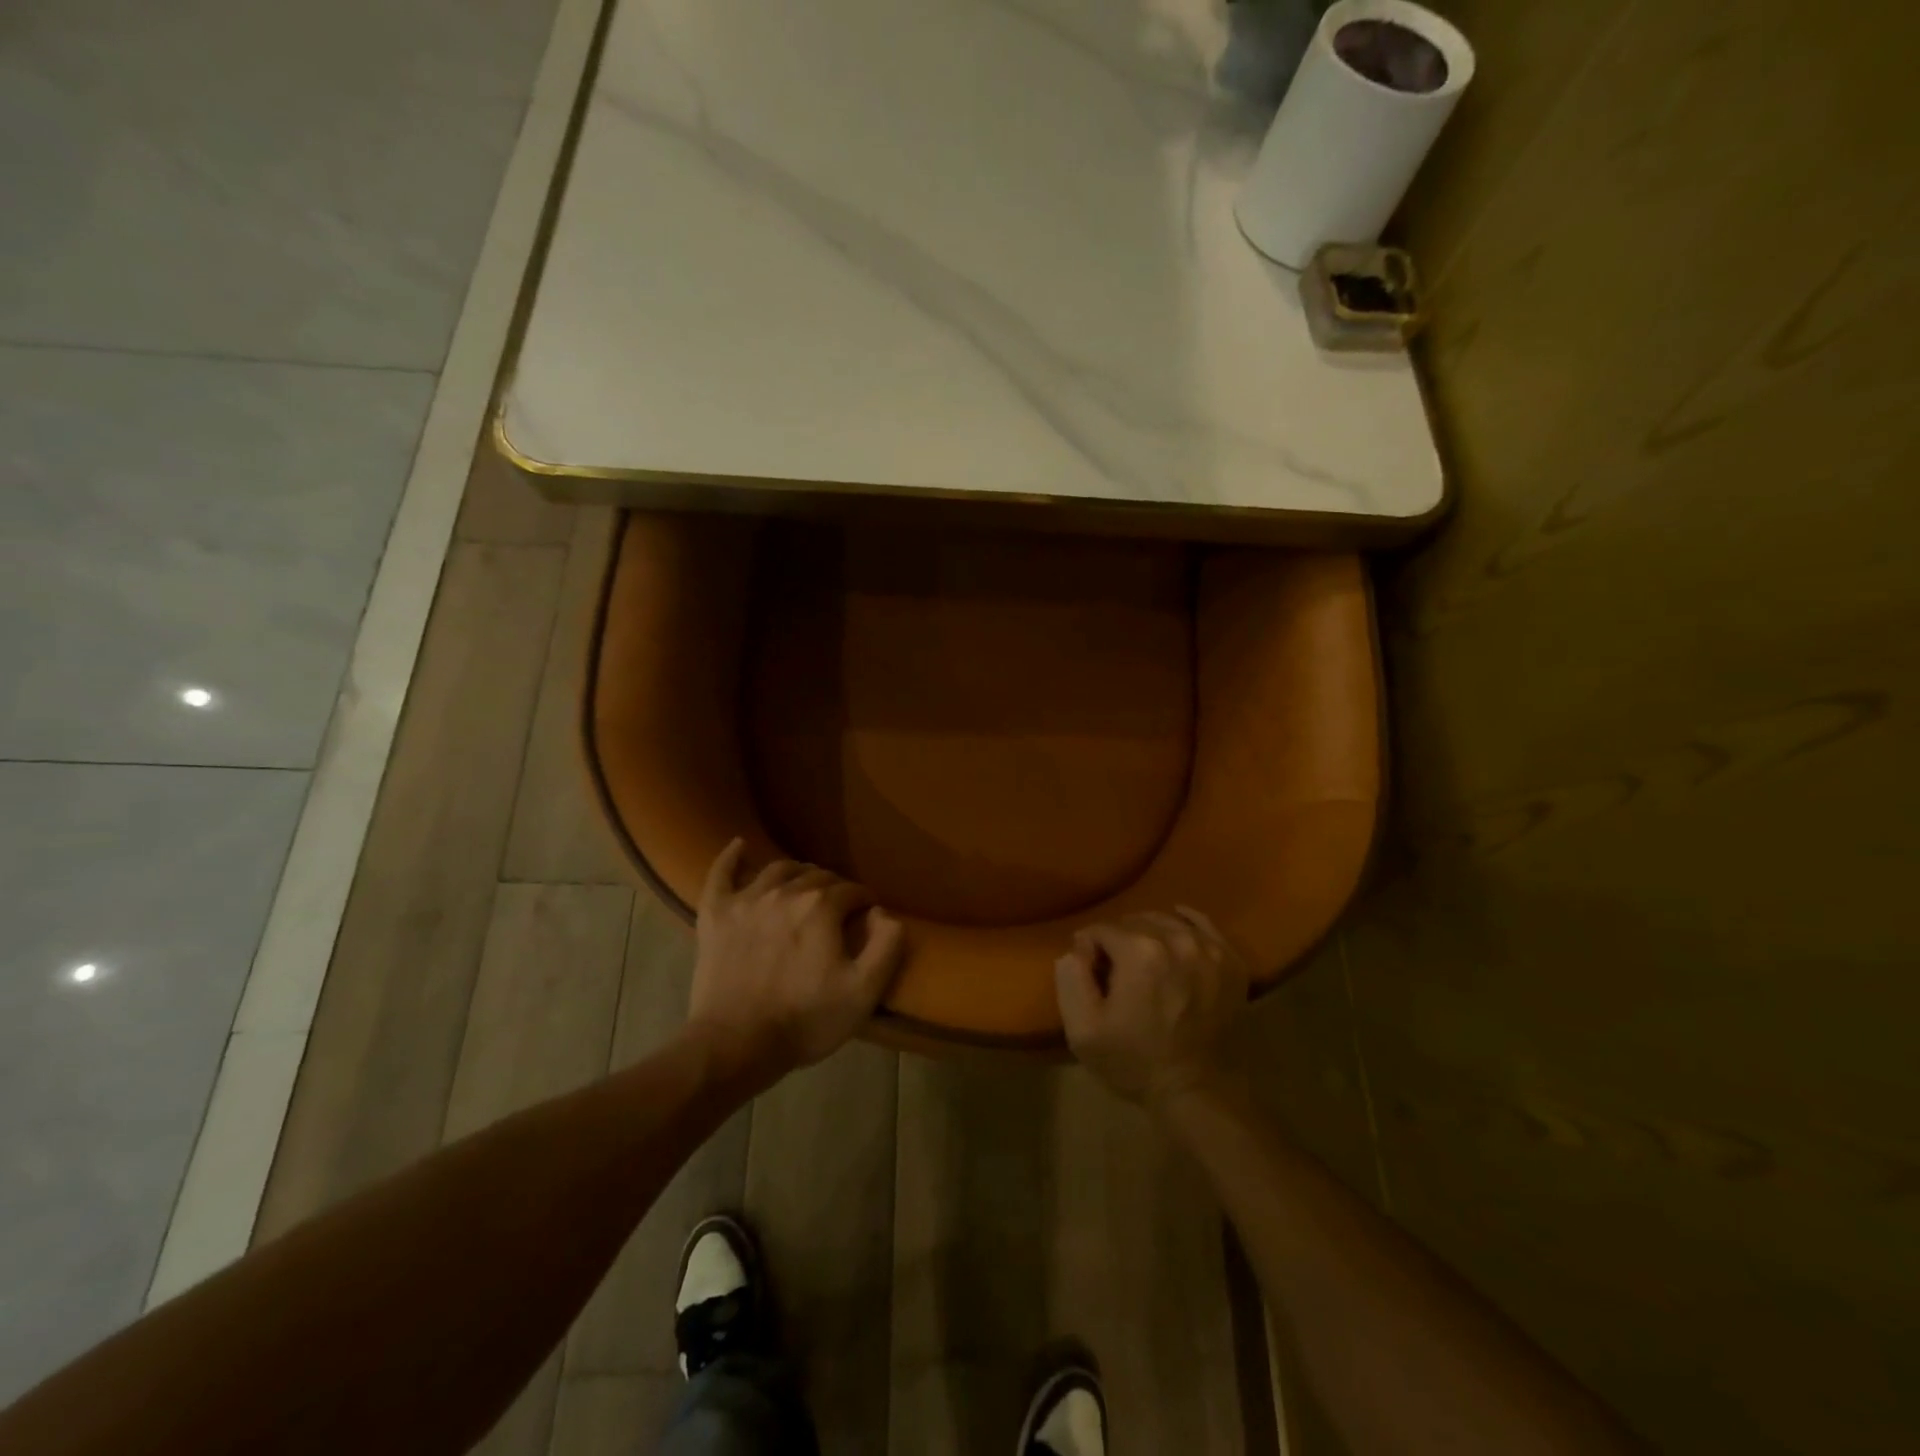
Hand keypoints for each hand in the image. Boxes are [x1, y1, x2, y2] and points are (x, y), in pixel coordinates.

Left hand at [687, 839, 905, 1082]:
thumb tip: (884, 913)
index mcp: (822, 907)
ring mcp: (746, 900)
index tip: (868, 916)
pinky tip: (740, 845)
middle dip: (834, 887)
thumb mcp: (863, 992)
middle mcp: (785, 892)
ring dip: (797, 873)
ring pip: (778, 869)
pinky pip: (721, 873)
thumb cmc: (804, 1020)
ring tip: (804, 886)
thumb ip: (886, 945)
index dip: (864, 901)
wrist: (735, 1045)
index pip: (852, 890)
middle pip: (817, 876)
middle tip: (839, 909)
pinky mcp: (715, 914)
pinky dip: (731, 856)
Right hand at [1055, 907, 1249, 1108]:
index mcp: (1139, 952)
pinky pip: (1204, 925)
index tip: (1091, 973)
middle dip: (1118, 940)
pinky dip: (1186, 923)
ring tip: (1144, 961)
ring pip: (1167, 920)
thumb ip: (1070, 977)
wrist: (1196, 1093)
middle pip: (1134, 921)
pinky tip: (1176, 932)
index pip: (1101, 929)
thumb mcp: (1083, 1029)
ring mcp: (1209, 949)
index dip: (1090, 949)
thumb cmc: (1134, 1061)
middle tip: (1116, 971)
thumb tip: (1077, 947)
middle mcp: (1177, 939)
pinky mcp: (1231, 962)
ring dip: (1149, 934)